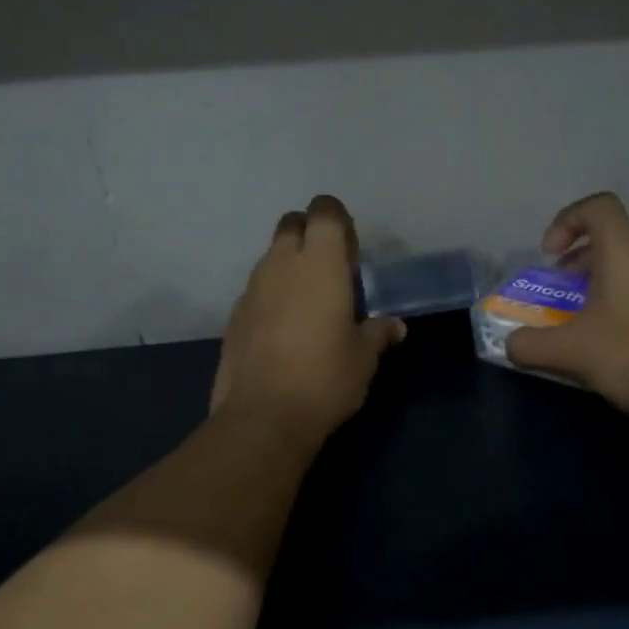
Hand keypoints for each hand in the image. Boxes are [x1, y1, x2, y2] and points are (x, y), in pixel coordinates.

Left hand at [210, 195, 405, 439]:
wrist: (264, 417)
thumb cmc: (326, 377)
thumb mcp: (364, 357)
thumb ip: (379, 332)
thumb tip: (395, 326)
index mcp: (320, 263)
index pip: (324, 211)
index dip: (338, 220)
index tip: (351, 251)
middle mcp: (281, 264)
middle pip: (291, 225)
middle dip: (310, 235)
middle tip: (331, 272)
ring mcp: (251, 289)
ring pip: (271, 258)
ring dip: (290, 268)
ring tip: (310, 305)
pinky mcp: (233, 316)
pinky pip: (256, 291)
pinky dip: (272, 297)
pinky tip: (284, 332)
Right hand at [505, 192, 628, 427]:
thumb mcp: (571, 352)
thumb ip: (531, 345)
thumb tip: (511, 345)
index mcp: (627, 254)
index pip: (598, 208)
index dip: (567, 221)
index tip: (549, 257)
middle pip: (611, 245)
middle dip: (576, 267)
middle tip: (557, 299)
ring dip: (600, 292)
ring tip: (582, 328)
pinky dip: (624, 312)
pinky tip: (616, 349)